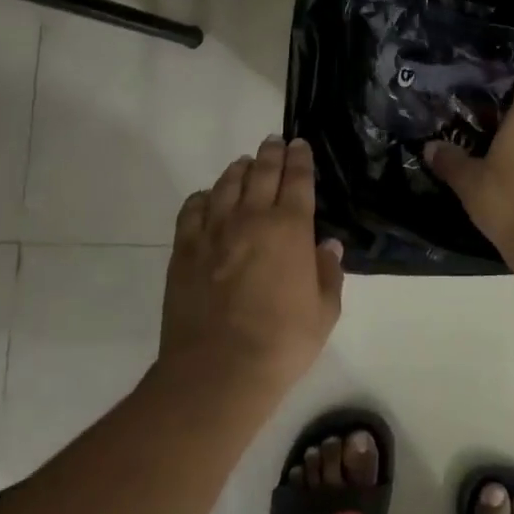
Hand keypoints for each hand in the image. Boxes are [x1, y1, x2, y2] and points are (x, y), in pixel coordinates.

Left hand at [159, 136, 344, 398]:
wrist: (218, 372)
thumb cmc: (281, 343)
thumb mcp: (324, 312)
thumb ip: (328, 273)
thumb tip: (328, 245)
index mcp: (290, 228)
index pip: (297, 180)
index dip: (300, 159)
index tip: (300, 145)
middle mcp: (251, 218)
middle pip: (261, 172)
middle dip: (271, 153)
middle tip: (274, 142)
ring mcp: (213, 231)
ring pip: (226, 184)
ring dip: (239, 169)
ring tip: (245, 163)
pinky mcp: (184, 249)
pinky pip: (192, 209)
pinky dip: (204, 197)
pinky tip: (209, 198)